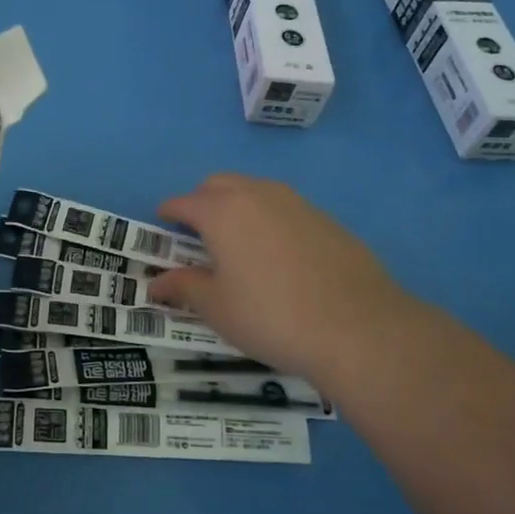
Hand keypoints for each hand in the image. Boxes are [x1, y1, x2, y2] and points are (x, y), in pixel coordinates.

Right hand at [147, 174, 419, 385]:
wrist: (358, 328)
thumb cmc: (271, 316)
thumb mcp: (217, 308)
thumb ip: (184, 287)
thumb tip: (156, 283)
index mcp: (222, 212)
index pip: (183, 202)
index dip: (168, 214)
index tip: (162, 227)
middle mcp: (257, 195)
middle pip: (219, 185)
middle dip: (202, 202)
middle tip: (198, 236)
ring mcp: (296, 203)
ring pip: (255, 191)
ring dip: (237, 207)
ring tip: (238, 244)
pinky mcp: (326, 220)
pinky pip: (285, 209)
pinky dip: (270, 221)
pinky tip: (279, 257)